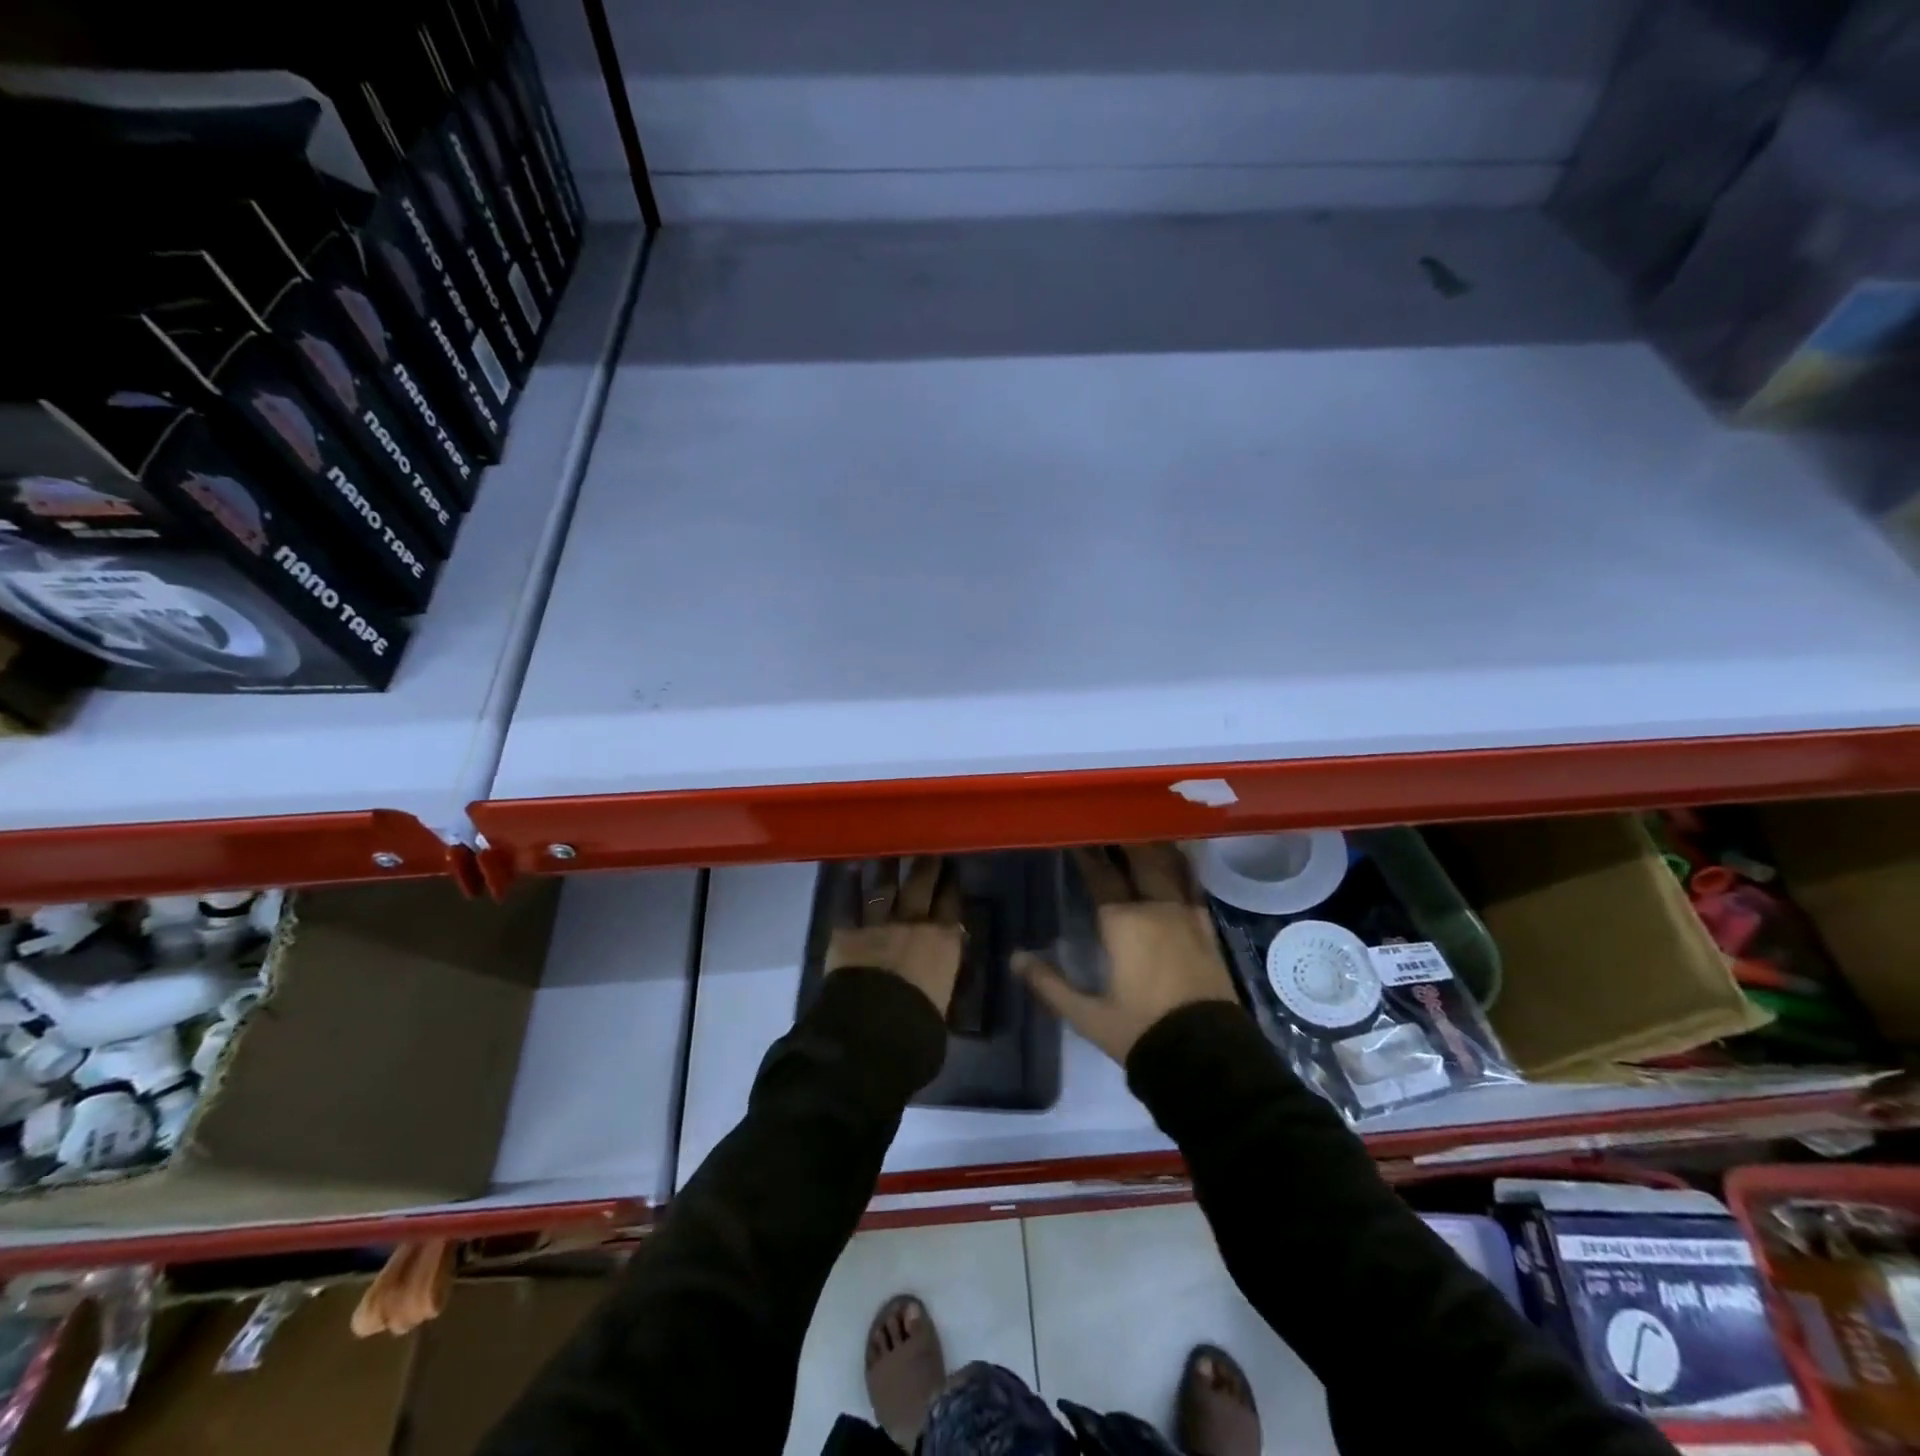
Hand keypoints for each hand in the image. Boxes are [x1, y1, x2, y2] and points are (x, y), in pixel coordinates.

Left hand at [825, 857, 964, 1013]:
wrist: (874, 1026)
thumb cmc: (919, 1025)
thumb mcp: (943, 1004)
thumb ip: (941, 982)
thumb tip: (939, 978)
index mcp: (944, 942)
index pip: (951, 905)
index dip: (951, 885)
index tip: (952, 868)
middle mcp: (913, 924)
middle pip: (921, 886)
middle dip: (926, 866)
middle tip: (928, 848)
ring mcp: (879, 923)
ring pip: (884, 887)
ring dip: (887, 867)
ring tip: (889, 849)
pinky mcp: (848, 932)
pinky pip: (849, 903)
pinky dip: (849, 886)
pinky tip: (850, 867)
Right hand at [1015, 845, 1238, 1062]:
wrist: (1208, 1058)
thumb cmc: (1141, 1032)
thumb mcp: (1088, 1015)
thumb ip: (1049, 984)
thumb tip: (1015, 958)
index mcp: (1122, 922)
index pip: (1101, 876)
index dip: (1087, 854)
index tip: (1076, 835)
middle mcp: (1156, 908)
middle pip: (1140, 859)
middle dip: (1123, 839)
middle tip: (1109, 822)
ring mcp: (1186, 916)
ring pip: (1169, 867)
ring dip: (1154, 847)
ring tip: (1142, 830)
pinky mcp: (1207, 929)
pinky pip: (1193, 886)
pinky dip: (1183, 868)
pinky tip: (1179, 861)